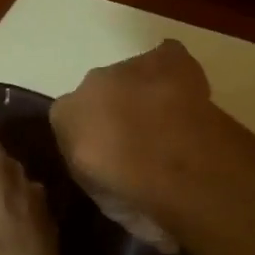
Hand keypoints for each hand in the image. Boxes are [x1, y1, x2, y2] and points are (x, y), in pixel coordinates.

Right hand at [50, 40, 214, 249]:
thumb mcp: (102, 197)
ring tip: (173, 123)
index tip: (115, 160)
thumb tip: (116, 180)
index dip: (95, 140)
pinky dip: (176, 72)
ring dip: (147, 94)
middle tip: (145, 142)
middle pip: (103, 95)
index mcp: (65, 116)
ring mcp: (129, 66)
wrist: (168, 160)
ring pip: (135, 77)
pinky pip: (168, 58)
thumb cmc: (129, 190)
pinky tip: (189, 96)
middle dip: (120, 113)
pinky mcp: (167, 57)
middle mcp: (89, 84)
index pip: (72, 122)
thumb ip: (101, 177)